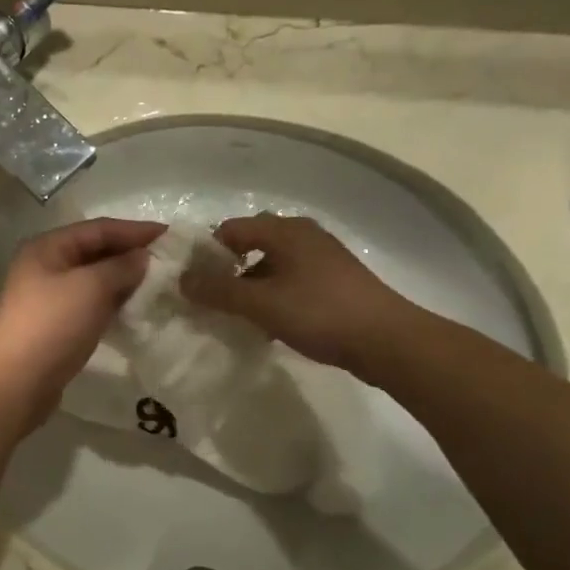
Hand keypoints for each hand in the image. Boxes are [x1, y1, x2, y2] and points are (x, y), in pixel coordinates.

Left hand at [0, 218, 164, 428]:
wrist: (20, 381)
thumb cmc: (55, 324)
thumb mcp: (92, 287)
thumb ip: (121, 266)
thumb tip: (142, 256)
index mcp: (47, 247)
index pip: (98, 228)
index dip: (135, 230)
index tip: (170, 235)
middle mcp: (44, 266)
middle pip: (94, 251)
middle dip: (130, 254)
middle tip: (168, 261)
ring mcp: (47, 296)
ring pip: (93, 279)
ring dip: (123, 279)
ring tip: (158, 283)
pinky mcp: (55, 323)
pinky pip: (89, 302)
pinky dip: (112, 301)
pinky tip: (135, 307)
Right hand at [179, 214, 415, 376]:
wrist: (388, 341)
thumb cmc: (319, 313)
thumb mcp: (260, 303)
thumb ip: (218, 291)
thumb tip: (182, 280)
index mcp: (284, 231)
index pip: (230, 229)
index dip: (206, 253)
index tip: (193, 282)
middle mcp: (303, 235)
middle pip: (251, 244)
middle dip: (227, 269)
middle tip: (212, 298)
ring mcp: (322, 257)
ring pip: (272, 264)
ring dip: (251, 286)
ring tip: (238, 315)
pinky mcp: (335, 280)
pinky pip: (291, 279)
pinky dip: (274, 295)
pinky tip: (270, 323)